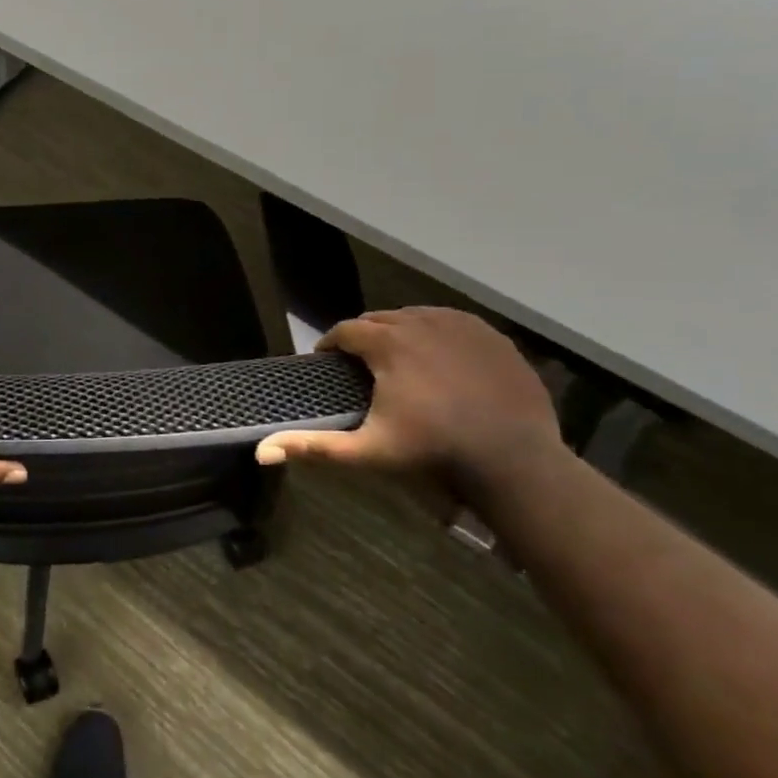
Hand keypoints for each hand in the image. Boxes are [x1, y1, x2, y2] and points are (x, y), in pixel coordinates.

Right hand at [256, 308, 562, 488]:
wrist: (515, 460)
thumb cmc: (434, 452)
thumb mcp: (368, 451)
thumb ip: (314, 447)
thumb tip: (261, 452)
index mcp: (388, 342)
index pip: (345, 330)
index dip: (332, 346)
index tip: (328, 364)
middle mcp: (421, 321)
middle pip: (379, 319)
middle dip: (365, 338)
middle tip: (363, 367)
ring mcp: (461, 325)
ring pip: (415, 318)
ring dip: (400, 334)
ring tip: (399, 363)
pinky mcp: (490, 335)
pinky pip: (451, 324)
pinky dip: (437, 335)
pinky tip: (440, 362)